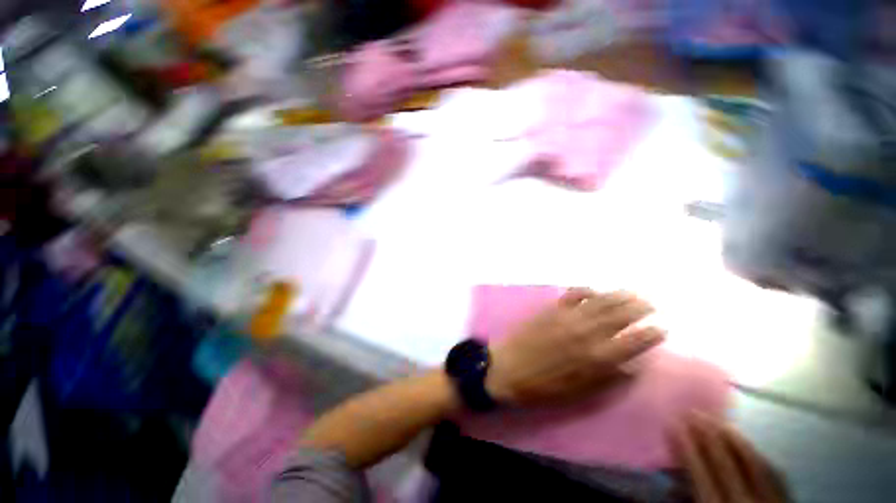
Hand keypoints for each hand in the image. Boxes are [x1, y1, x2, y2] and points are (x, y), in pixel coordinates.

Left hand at [485, 288, 664, 406]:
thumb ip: (607, 379)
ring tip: (637, 294)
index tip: (663, 329)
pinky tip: (600, 291)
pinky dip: (593, 290)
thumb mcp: (576, 394)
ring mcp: (572, 316)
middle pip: (624, 314)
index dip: (651, 334)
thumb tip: (633, 368)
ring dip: (624, 295)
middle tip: (654, 307)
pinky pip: (579, 292)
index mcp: (596, 357)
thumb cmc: (540, 389)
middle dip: (643, 308)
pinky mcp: (555, 308)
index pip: (633, 341)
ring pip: (605, 299)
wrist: (503, 372)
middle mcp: (589, 332)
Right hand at [673, 414, 788, 502]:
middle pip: (726, 461)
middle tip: (694, 413)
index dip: (689, 448)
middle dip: (709, 436)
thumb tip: (671, 489)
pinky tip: (750, 446)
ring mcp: (768, 494)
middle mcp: (745, 500)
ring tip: (719, 422)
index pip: (703, 473)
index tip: (677, 425)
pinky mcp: (782, 494)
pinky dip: (756, 454)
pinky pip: (770, 467)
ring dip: (733, 439)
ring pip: (751, 459)